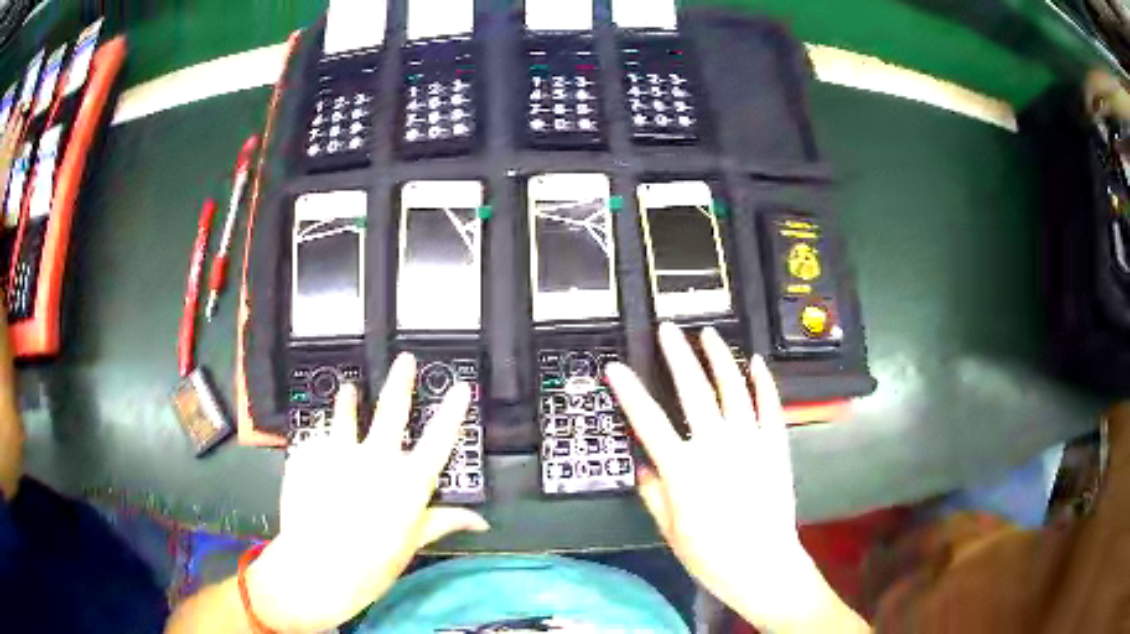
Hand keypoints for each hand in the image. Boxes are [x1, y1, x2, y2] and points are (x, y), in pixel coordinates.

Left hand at [247, 353, 488, 632]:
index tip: (461, 387)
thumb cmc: (373, 563)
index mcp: (408, 482)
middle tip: (405, 359)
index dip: (452, 412)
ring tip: (348, 390)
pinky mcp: (309, 455)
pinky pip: (317, 441)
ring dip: (348, 401)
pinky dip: (320, 444)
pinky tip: (316, 452)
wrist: (317, 568)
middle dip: (401, 382)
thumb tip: (481, 522)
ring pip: (345, 415)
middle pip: (392, 411)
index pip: (438, 440)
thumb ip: (443, 522)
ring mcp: (339, 453)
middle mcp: (376, 458)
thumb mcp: (413, 543)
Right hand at [605, 323, 853, 632]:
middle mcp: (716, 447)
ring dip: (720, 358)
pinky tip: (756, 363)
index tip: (616, 368)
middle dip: (677, 356)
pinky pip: (770, 407)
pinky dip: (763, 382)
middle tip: (668, 329)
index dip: (629, 391)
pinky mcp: (775, 446)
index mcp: (683, 469)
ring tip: (709, 334)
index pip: (648, 421)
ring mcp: (750, 442)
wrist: (762, 565)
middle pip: (693, 391)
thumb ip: (654, 494)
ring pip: (733, 389)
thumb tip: (643, 467)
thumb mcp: (670, 530)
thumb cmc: (711, 554)